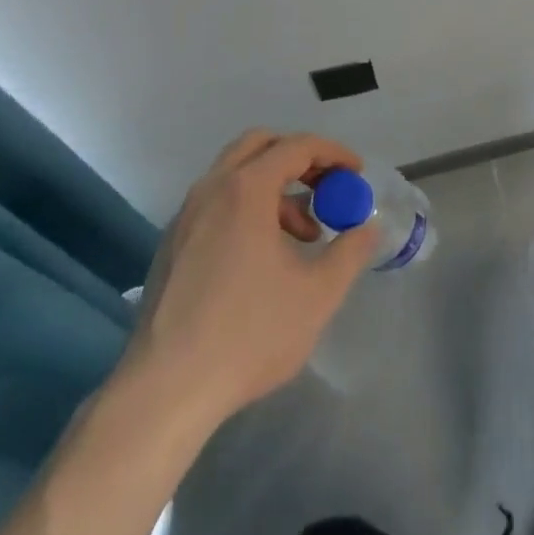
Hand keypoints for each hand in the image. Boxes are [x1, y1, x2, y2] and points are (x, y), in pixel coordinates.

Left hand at [123, 130, 377, 419]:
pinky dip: (247, 207)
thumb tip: (367, 228)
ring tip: (303, 235)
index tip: (357, 172)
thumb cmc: (249, 334)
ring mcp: (185, 216)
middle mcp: (211, 189)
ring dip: (274, 187)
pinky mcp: (172, 244)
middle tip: (326, 187)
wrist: (166, 389)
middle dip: (299, 158)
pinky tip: (263, 256)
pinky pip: (216, 203)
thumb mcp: (317, 294)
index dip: (333, 154)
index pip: (296, 146)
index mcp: (246, 190)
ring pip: (235, 175)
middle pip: (259, 146)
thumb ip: (350, 253)